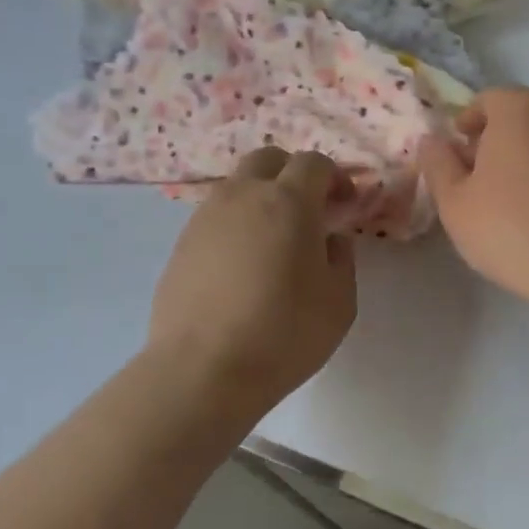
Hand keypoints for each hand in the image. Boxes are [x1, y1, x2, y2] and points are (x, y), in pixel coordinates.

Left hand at [148, 149, 357, 414]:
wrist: (203, 370)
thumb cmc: (284, 334)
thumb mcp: (339, 302)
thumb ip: (341, 258)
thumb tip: (329, 239)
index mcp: (288, 202)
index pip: (314, 163)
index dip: (336, 178)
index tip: (346, 206)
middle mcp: (243, 197)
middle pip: (269, 159)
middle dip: (294, 174)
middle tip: (310, 210)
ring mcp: (205, 218)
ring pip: (238, 186)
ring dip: (262, 198)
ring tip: (275, 241)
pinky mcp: (182, 244)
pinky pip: (216, 217)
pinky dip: (237, 225)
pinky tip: (245, 266)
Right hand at [418, 89, 528, 322]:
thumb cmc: (514, 232)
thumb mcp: (456, 205)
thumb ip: (437, 165)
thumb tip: (432, 141)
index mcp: (522, 108)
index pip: (487, 101)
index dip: (467, 127)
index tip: (459, 160)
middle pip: (524, 117)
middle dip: (501, 142)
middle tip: (485, 184)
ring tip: (522, 205)